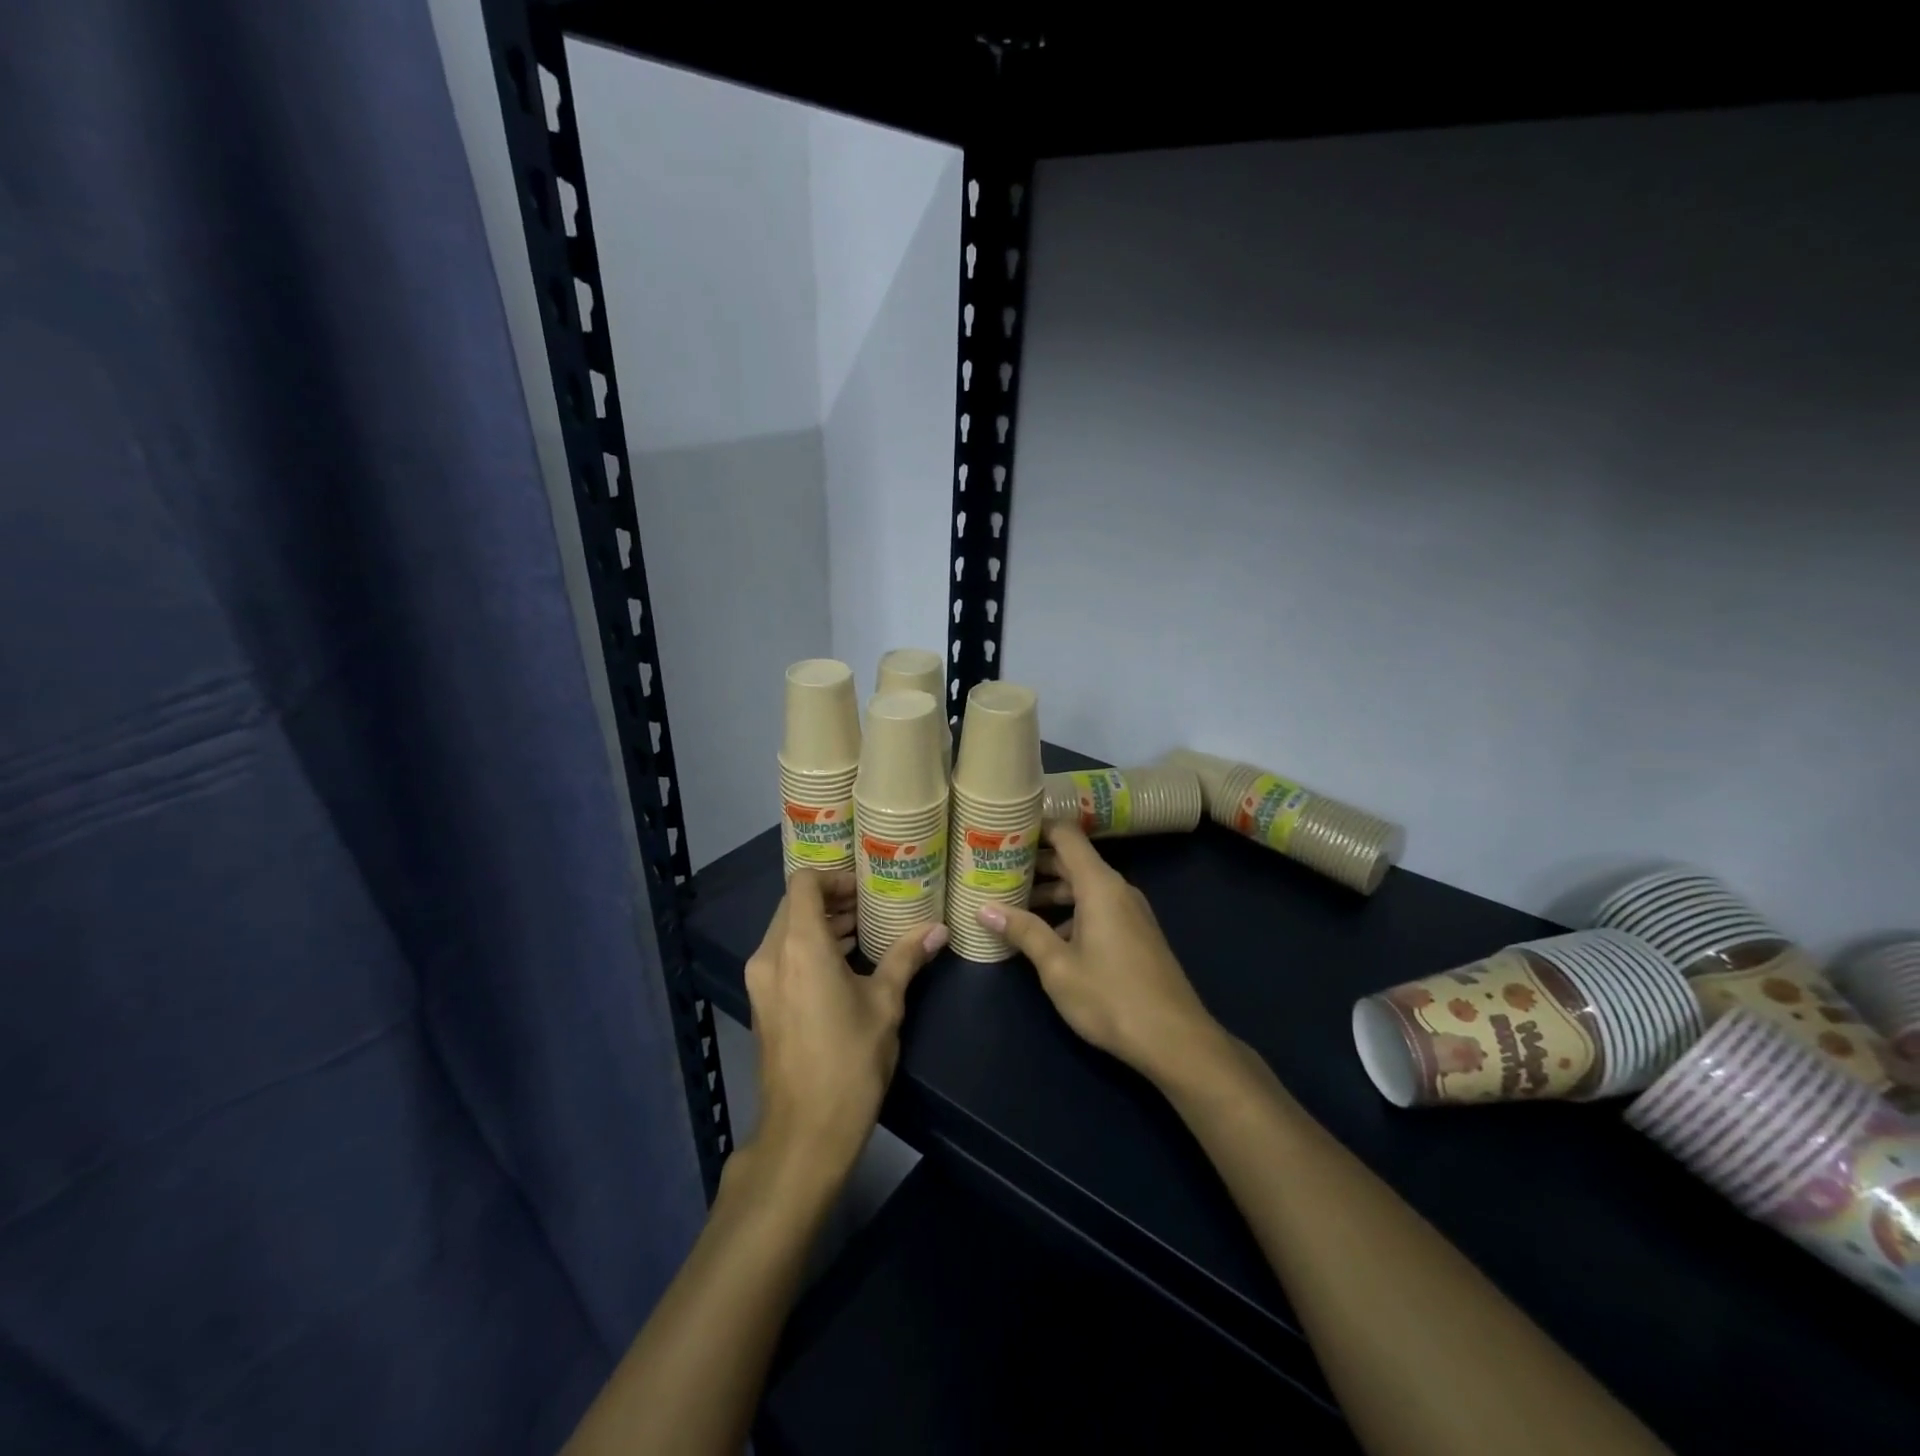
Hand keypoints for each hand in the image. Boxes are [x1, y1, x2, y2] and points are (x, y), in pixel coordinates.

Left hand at [745, 870, 947, 1181]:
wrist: (805, 1132)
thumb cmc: (850, 1061)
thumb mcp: (885, 1004)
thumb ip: (907, 957)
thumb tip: (938, 928)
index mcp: (799, 945)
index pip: (804, 883)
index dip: (834, 877)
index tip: (866, 888)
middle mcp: (770, 955)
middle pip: (793, 905)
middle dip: (832, 900)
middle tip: (872, 906)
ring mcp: (760, 982)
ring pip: (786, 931)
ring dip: (821, 925)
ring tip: (864, 931)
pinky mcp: (761, 1004)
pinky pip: (783, 957)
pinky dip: (809, 948)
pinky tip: (844, 964)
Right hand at [979, 823, 1223, 1084]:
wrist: (1175, 1040)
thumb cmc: (1111, 997)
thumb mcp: (1058, 966)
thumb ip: (1023, 932)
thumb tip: (984, 908)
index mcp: (1099, 885)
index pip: (1066, 835)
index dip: (1035, 828)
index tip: (1002, 832)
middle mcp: (1117, 889)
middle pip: (1072, 860)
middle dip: (1034, 863)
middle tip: (994, 870)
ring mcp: (1129, 912)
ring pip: (1083, 887)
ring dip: (1049, 892)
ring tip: (1010, 903)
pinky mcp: (1135, 934)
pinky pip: (1096, 907)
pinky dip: (1068, 911)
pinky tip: (1044, 935)